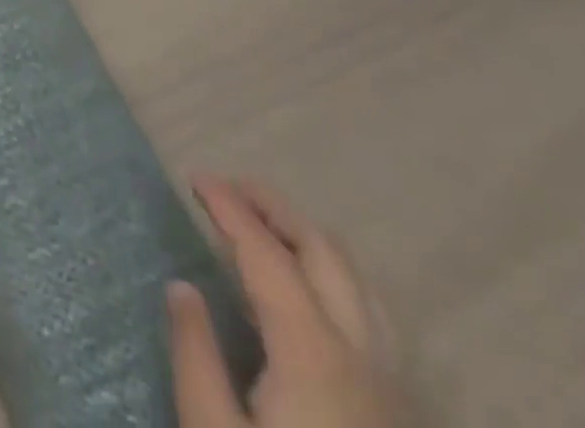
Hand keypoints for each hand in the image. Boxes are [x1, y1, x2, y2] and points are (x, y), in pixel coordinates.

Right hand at [171, 175, 403, 427]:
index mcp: (313, 353)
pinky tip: (306, 295)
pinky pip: (373, 315)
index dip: (229, 206)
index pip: (265, 252)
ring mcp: (393, 385)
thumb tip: (182, 286)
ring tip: (264, 229)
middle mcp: (363, 354)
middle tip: (228, 190)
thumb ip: (196, 356)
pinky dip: (333, 277)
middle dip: (274, 207)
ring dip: (307, 238)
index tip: (195, 179)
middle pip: (323, 250)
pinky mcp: (402, 412)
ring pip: (358, 280)